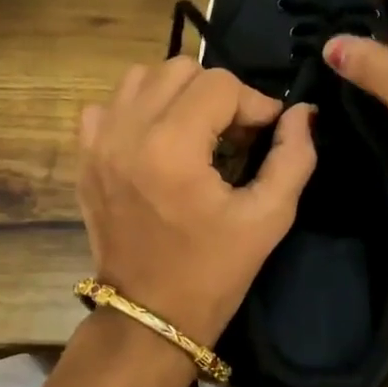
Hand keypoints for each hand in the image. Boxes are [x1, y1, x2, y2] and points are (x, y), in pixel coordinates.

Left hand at [77, 58, 316, 347]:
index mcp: (172, 147)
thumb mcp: (269, 217)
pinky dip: (136, 109)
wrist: (149, 317)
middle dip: (217, 93)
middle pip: (180, 69)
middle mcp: (128, 132)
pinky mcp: (85, 157)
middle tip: (234, 133)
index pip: (221, 84)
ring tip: (196, 131)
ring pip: (142, 78)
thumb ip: (294, 156)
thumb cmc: (213, 271)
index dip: (254, 102)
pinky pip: (108, 105)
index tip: (268, 132)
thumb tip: (302, 112)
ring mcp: (98, 143)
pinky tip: (155, 140)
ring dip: (177, 94)